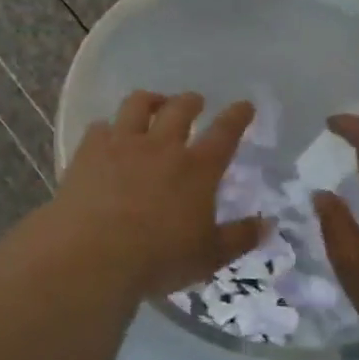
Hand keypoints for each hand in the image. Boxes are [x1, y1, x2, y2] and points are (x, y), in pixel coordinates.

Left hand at [49, 91, 263, 301]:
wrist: (93, 255)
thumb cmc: (158, 259)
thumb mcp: (208, 257)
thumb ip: (240, 238)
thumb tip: (269, 224)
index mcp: (197, 168)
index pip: (225, 133)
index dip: (237, 116)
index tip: (244, 105)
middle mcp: (162, 146)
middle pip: (180, 109)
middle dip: (191, 101)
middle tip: (195, 102)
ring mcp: (122, 144)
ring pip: (138, 104)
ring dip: (151, 99)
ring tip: (153, 103)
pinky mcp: (89, 151)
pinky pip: (100, 126)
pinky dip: (109, 127)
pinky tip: (108, 134)